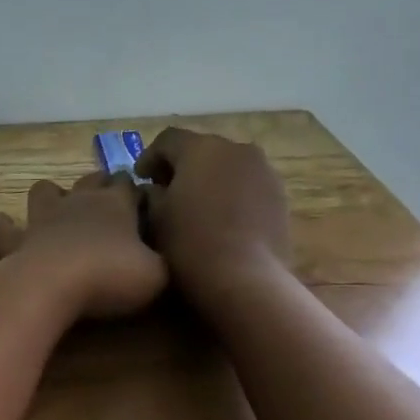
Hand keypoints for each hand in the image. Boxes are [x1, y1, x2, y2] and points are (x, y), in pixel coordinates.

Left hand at [0, 172, 167, 318]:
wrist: (54, 284)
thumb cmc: (111, 276)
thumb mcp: (157, 274)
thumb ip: (162, 261)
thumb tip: (162, 257)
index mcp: (117, 204)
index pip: (131, 185)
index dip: (138, 192)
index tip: (145, 205)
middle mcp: (78, 201)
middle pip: (92, 179)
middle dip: (101, 185)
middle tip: (109, 204)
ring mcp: (42, 217)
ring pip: (45, 189)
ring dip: (52, 195)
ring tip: (58, 209)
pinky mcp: (15, 239)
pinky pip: (3, 225)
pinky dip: (3, 225)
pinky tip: (4, 228)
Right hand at [135, 128, 292, 304]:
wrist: (244, 279)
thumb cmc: (188, 243)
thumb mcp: (154, 217)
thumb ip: (150, 194)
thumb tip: (155, 189)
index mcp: (202, 148)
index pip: (168, 140)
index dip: (149, 157)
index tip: (139, 179)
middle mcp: (237, 150)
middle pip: (201, 149)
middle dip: (181, 167)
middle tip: (164, 192)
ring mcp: (264, 172)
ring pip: (227, 167)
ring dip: (208, 180)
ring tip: (194, 208)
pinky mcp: (280, 197)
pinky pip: (246, 185)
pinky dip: (230, 195)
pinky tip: (219, 220)